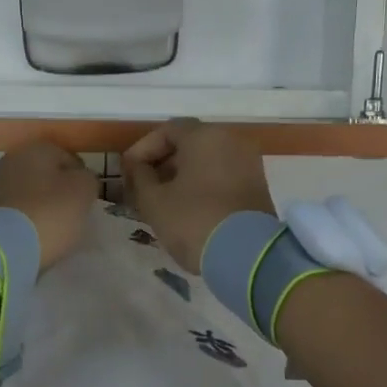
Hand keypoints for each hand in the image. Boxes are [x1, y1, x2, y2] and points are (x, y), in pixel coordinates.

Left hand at [0, 141, 97, 269]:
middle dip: (56, 190)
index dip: (81, 179)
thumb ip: (87, 179)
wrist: (4, 247)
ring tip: (50, 228)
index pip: (68, 158)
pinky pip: (12, 210)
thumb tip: (80, 179)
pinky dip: (22, 218)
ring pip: (26, 191)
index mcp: (37, 149)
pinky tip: (31, 234)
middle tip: (70, 213)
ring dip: (38, 204)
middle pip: (44, 174)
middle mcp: (11, 159)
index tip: (86, 200)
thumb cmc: (50, 213)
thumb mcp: (83, 192)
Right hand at [122, 120, 276, 272]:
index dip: (143, 149)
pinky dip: (203, 185)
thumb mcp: (154, 201)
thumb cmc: (193, 221)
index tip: (128, 172)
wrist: (247, 256)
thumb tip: (137, 166)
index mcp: (205, 136)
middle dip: (162, 163)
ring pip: (207, 161)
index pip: (167, 130)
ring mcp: (249, 163)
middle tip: (143, 187)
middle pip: (189, 144)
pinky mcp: (258, 186)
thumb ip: (139, 177)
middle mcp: (231, 141)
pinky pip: (223, 176)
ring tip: (162, 201)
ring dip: (182, 176)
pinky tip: (187, 209)